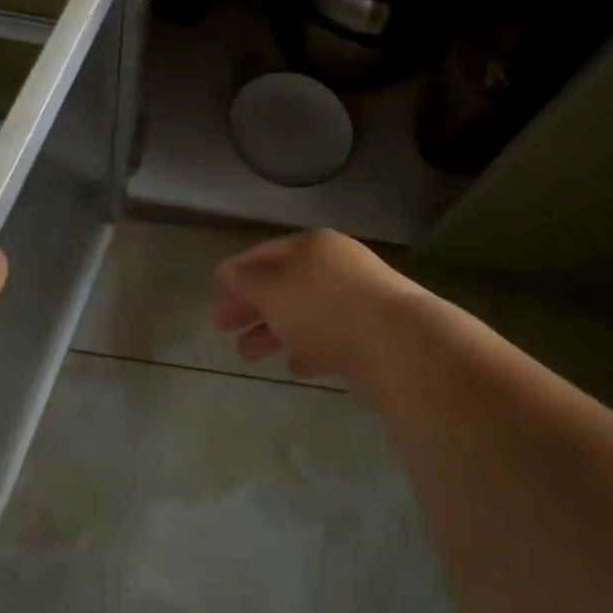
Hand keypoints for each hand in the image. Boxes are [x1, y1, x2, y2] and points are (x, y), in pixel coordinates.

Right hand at [211, 229, 429, 389]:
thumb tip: (227, 272)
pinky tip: (294, 366)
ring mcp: (357, 301)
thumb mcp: (274, 290)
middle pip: (284, 284)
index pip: (266, 252)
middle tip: (221, 325)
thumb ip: (247, 281)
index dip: (238, 269)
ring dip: (274, 332)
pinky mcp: (371, 336)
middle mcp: (336, 267)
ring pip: (305, 314)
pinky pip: (330, 338)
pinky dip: (308, 348)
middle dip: (252, 305)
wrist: (397, 343)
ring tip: (246, 354)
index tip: (215, 288)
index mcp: (313, 246)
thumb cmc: (324, 307)